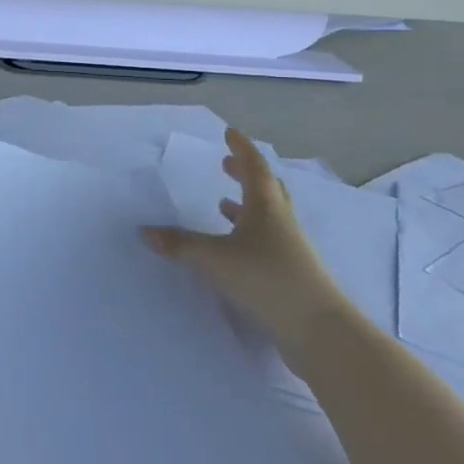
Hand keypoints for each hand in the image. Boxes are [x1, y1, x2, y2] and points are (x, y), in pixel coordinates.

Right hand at [142, 129, 349, 361]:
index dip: (241, 148)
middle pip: (267, 188)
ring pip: (269, 216)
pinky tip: (234, 248)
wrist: (318, 330)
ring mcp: (291, 248)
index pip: (254, 166)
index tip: (229, 133)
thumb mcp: (215, 259)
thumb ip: (180, 244)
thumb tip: (144, 231)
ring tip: (223, 204)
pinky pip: (268, 241)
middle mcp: (281, 221)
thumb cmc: (267, 278)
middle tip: (227, 165)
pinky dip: (249, 234)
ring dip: (247, 205)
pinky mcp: (292, 273)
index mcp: (266, 206)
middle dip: (246, 174)